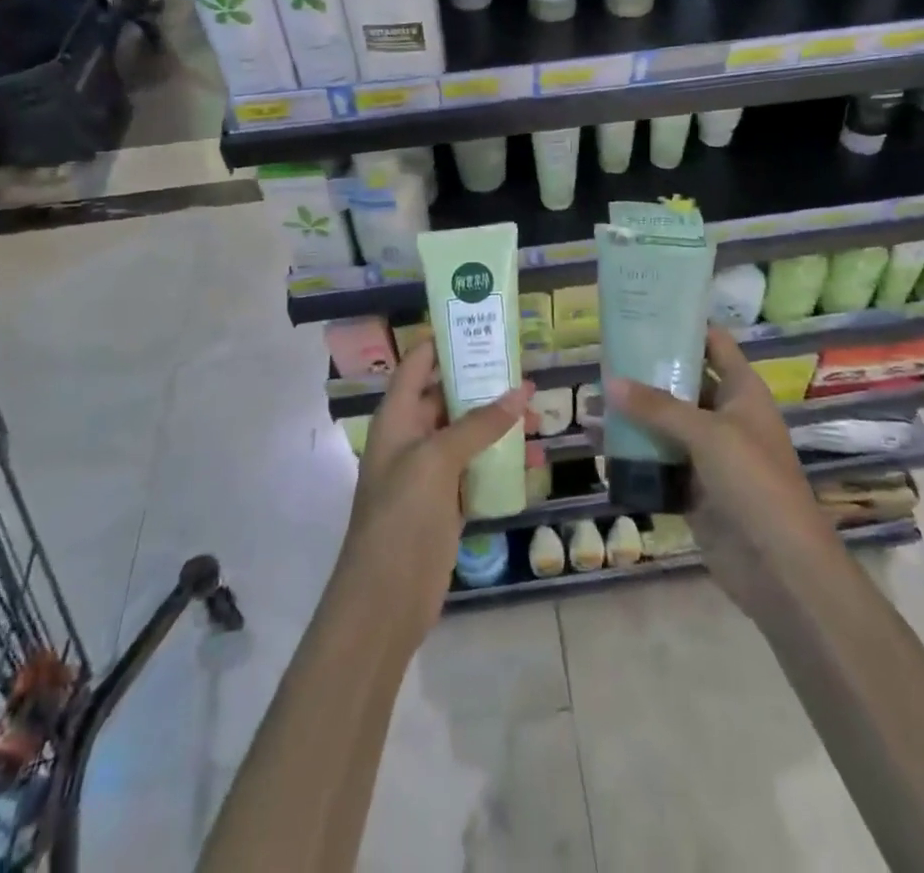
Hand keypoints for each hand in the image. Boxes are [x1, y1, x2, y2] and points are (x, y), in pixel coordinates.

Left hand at [338, 341, 532, 638]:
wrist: (384, 602)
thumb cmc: (401, 518)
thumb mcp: (436, 462)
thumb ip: (478, 424)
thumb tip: (521, 390)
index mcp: (397, 417)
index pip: (418, 363)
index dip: (445, 340)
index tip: (482, 321)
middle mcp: (412, 437)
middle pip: (448, 395)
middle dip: (484, 381)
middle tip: (525, 366)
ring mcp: (430, 471)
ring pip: (468, 432)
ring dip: (499, 421)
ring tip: (539, 410)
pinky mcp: (448, 502)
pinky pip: (478, 468)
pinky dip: (502, 459)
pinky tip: (533, 456)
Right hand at [603, 327, 832, 617]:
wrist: (781, 568)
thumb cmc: (755, 483)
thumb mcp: (708, 434)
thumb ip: (658, 407)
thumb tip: (609, 381)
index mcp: (742, 392)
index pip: (713, 344)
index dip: (683, 326)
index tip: (643, 312)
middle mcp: (725, 417)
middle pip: (682, 384)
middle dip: (645, 373)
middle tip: (602, 358)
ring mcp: (709, 456)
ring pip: (664, 425)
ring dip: (632, 416)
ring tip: (590, 403)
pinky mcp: (693, 490)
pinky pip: (657, 463)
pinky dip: (632, 454)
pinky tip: (599, 445)